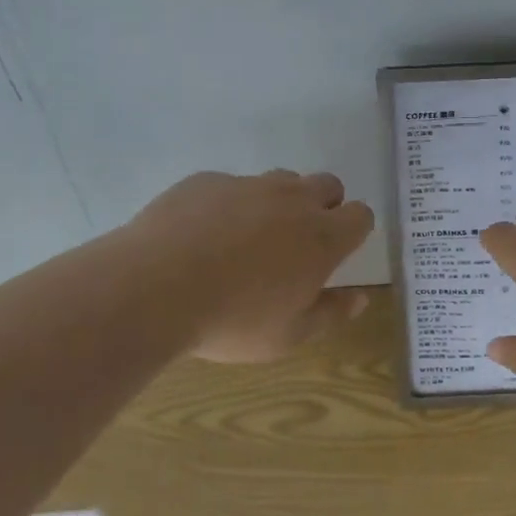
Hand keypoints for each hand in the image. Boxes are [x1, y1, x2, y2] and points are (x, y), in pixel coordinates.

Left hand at [122, 170, 373, 362]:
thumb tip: (360, 298)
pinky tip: (202, 235)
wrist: (154, 287)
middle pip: (327, 184)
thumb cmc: (232, 320)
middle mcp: (292, 200)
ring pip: (280, 180)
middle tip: (297, 243)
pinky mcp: (207, 180)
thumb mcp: (288, 335)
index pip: (360, 215)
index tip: (337, 252)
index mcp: (321, 237)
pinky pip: (231, 185)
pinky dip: (228, 204)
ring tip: (249, 238)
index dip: (353, 230)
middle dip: (323, 206)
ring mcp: (248, 184)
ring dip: (278, 202)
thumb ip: (331, 314)